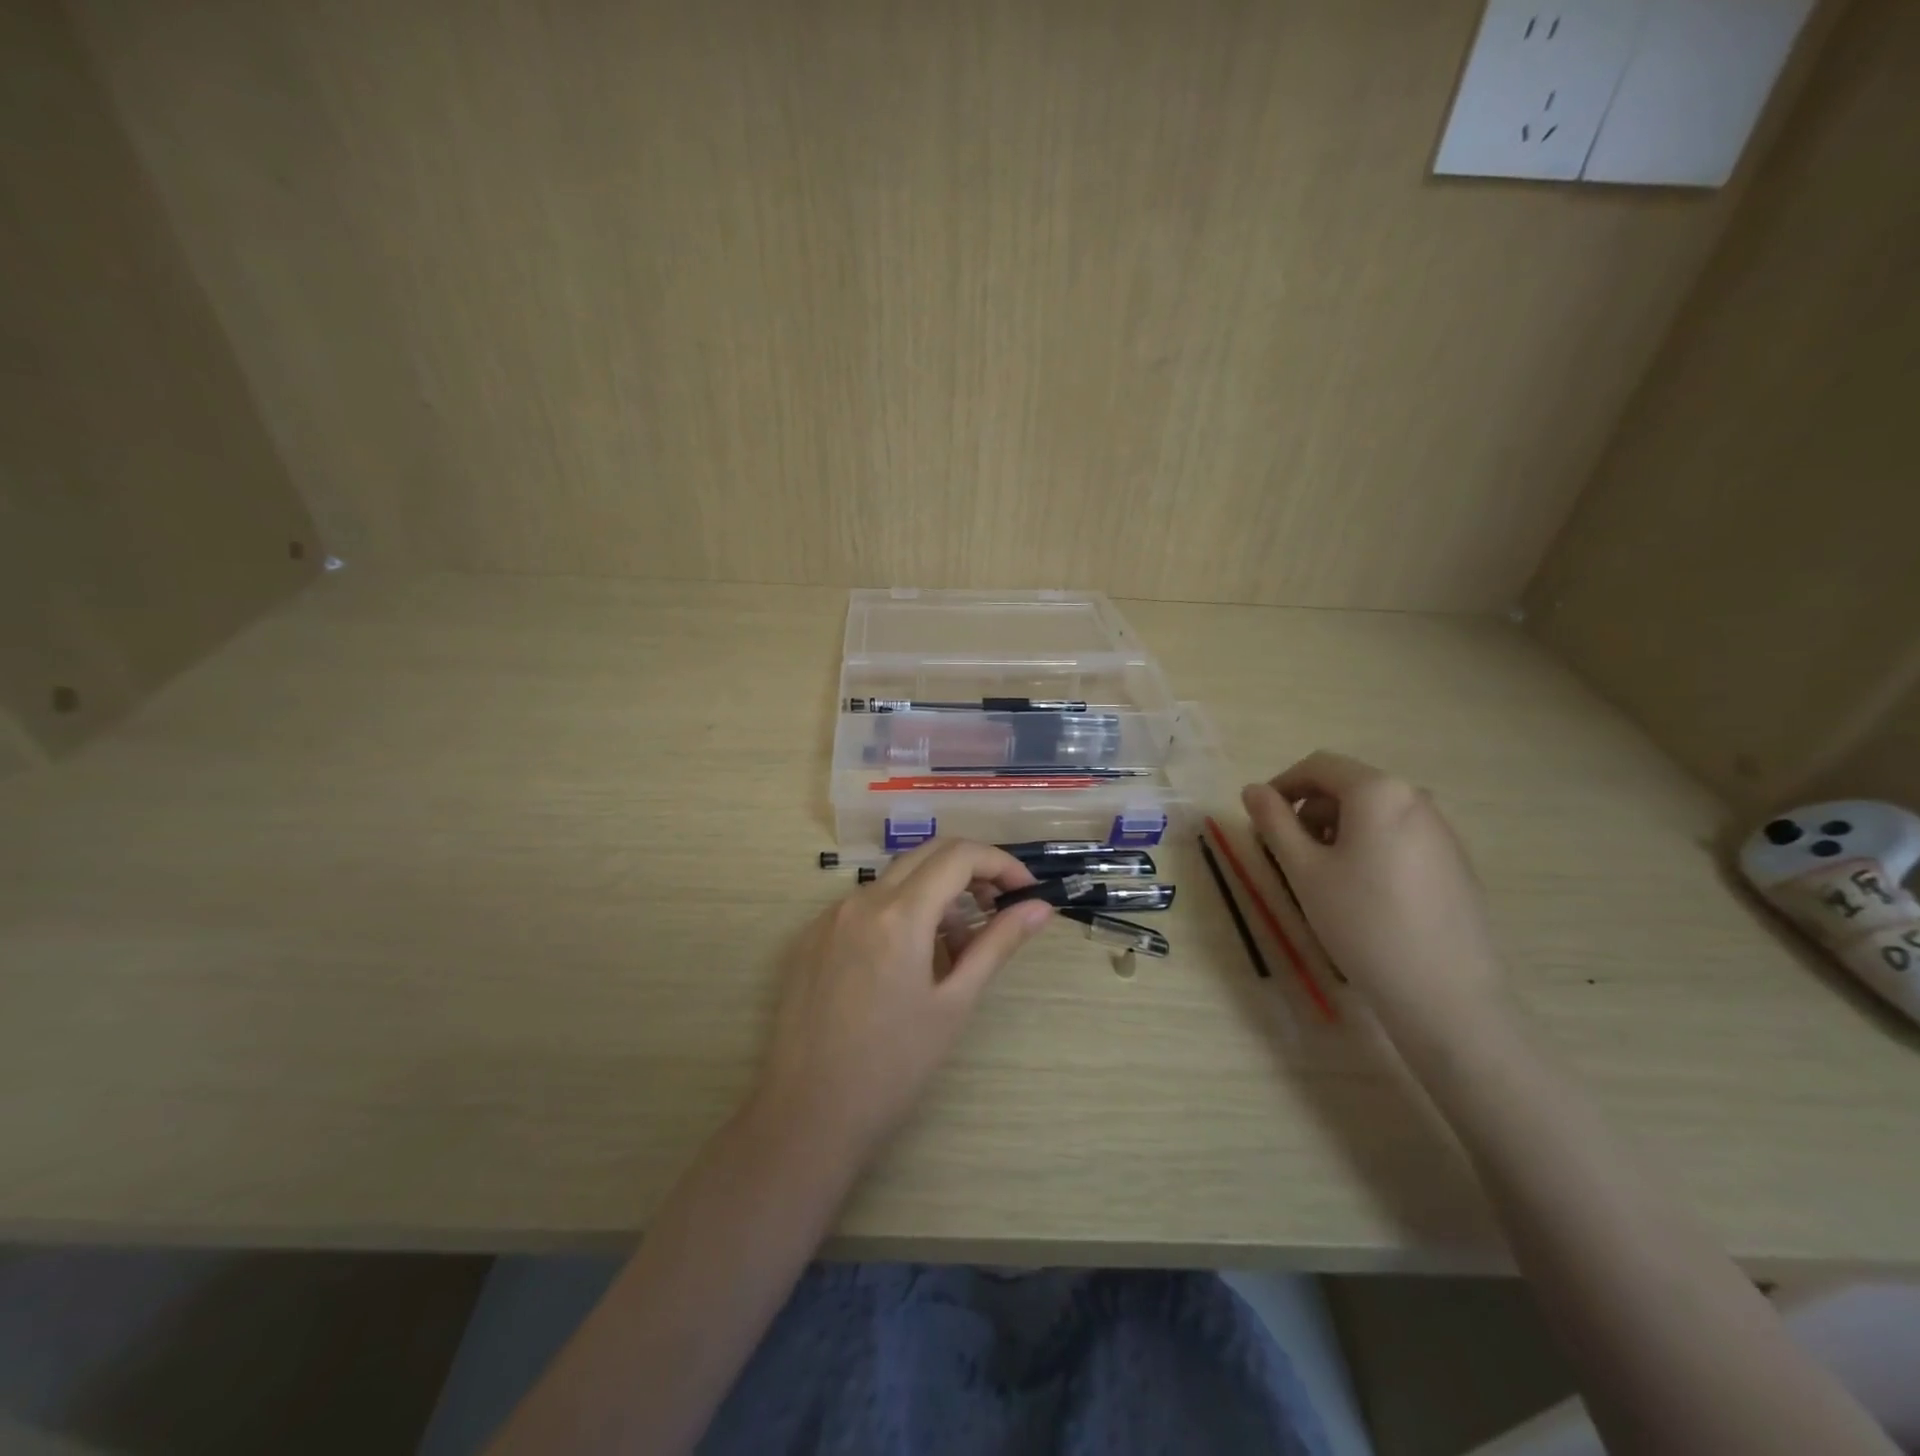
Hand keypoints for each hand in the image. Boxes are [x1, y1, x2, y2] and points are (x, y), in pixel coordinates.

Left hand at [754, 840, 1054, 1162]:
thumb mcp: (954, 1003)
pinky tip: (909, 961)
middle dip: (970, 870)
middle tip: (998, 907)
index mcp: (898, 914)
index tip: (1025, 890)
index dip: (1000, 863)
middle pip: (926, 855)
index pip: (959, 856)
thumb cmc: (893, 1066)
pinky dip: (900, 912)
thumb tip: (1040, 907)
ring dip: (935, 894)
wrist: (808, 1115)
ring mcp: (830, 917)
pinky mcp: (811, 937)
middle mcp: (860, 900)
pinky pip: (866, 905)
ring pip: (895, 879)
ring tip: (956, 948)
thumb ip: (997, 944)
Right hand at [1241, 751, 1503, 1039]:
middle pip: (1348, 786)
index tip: (1261, 820)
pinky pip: (1399, 834)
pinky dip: (1369, 845)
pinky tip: (1363, 891)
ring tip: (1323, 876)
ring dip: (1337, 829)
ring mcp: (1441, 829)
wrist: (1444, 991)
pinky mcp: (1454, 859)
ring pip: (1374, 811)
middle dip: (1309, 810)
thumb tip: (1253, 790)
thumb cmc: (1362, 922)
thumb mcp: (1304, 870)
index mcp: (1378, 791)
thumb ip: (1273, 822)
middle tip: (1288, 854)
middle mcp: (1416, 797)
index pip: (1318, 765)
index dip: (1282, 785)